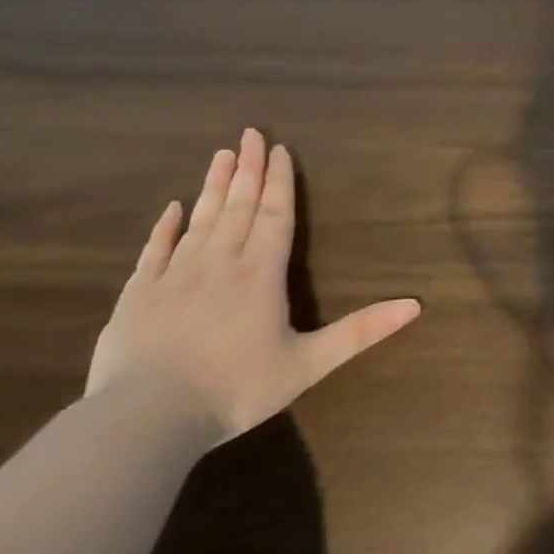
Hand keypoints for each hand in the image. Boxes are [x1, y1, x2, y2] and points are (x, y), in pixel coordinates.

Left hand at [87, 128, 419, 441]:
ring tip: (221, 154)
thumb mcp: (309, 364)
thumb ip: (360, 331)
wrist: (146, 419)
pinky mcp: (137, 295)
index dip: (279, 182)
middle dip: (248, 169)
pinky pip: (154, 251)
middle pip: (238, 206)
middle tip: (250, 133)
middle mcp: (219, 263)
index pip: (275, 216)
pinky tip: (171, 208)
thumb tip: (415, 305)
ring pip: (199, 219)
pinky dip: (164, 227)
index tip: (279, 149)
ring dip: (213, 186)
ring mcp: (174, 276)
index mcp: (260, 274)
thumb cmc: (235, 389)